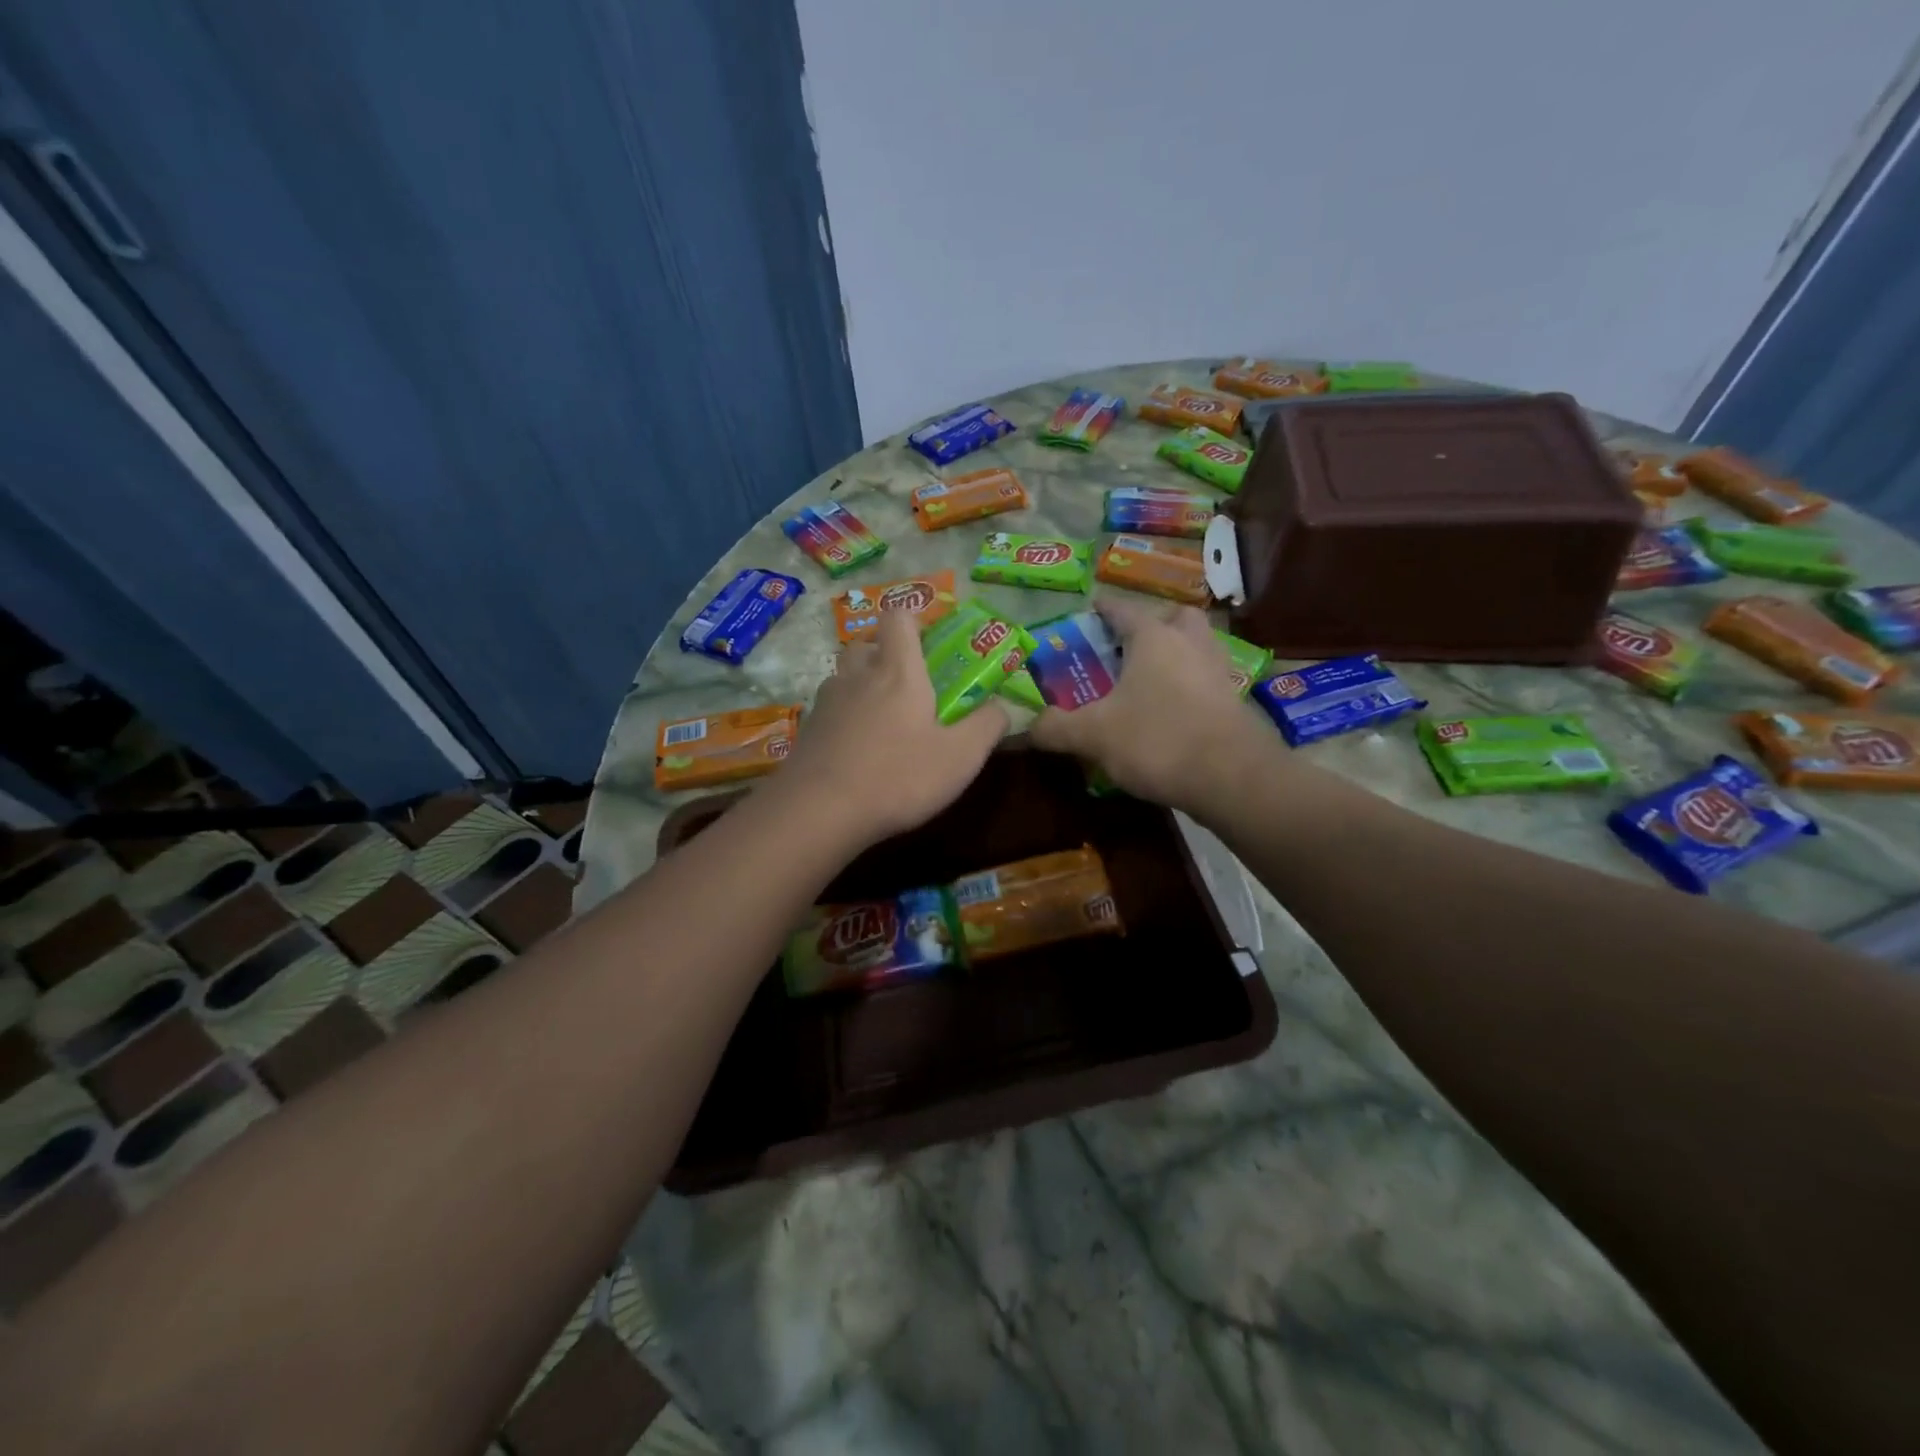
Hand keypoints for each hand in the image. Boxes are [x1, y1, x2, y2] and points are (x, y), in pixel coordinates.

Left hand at [774, 607, 1007, 849]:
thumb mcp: (961, 757)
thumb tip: (1001, 706)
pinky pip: (830, 710)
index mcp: (897, 671)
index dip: (915, 620)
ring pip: (845, 677)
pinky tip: (857, 752)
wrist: (819, 812)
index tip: (932, 644)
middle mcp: (857, 675)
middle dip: (886, 656)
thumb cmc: (899, 777)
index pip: (899, 616)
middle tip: (909, 687)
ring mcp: (826, 702)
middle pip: (867, 645)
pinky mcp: (807, 730)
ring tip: (883, 722)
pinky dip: (845, 719)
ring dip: (863, 687)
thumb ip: (988, 725)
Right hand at [1030, 597, 1276, 811]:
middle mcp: (1190, 643)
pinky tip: (1172, 711)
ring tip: (1149, 679)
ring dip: (1175, 654)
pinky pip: (1207, 680)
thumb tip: (1028, 727)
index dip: (1103, 609)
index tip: (1090, 609)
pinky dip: (1190, 687)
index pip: (1123, 610)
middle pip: (1174, 618)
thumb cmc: (1158, 739)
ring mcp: (1218, 671)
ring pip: (1197, 646)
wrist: (1231, 777)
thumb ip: (1056, 727)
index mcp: (1153, 638)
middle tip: (1128, 646)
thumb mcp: (1094, 735)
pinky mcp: (1235, 702)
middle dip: (1153, 624)